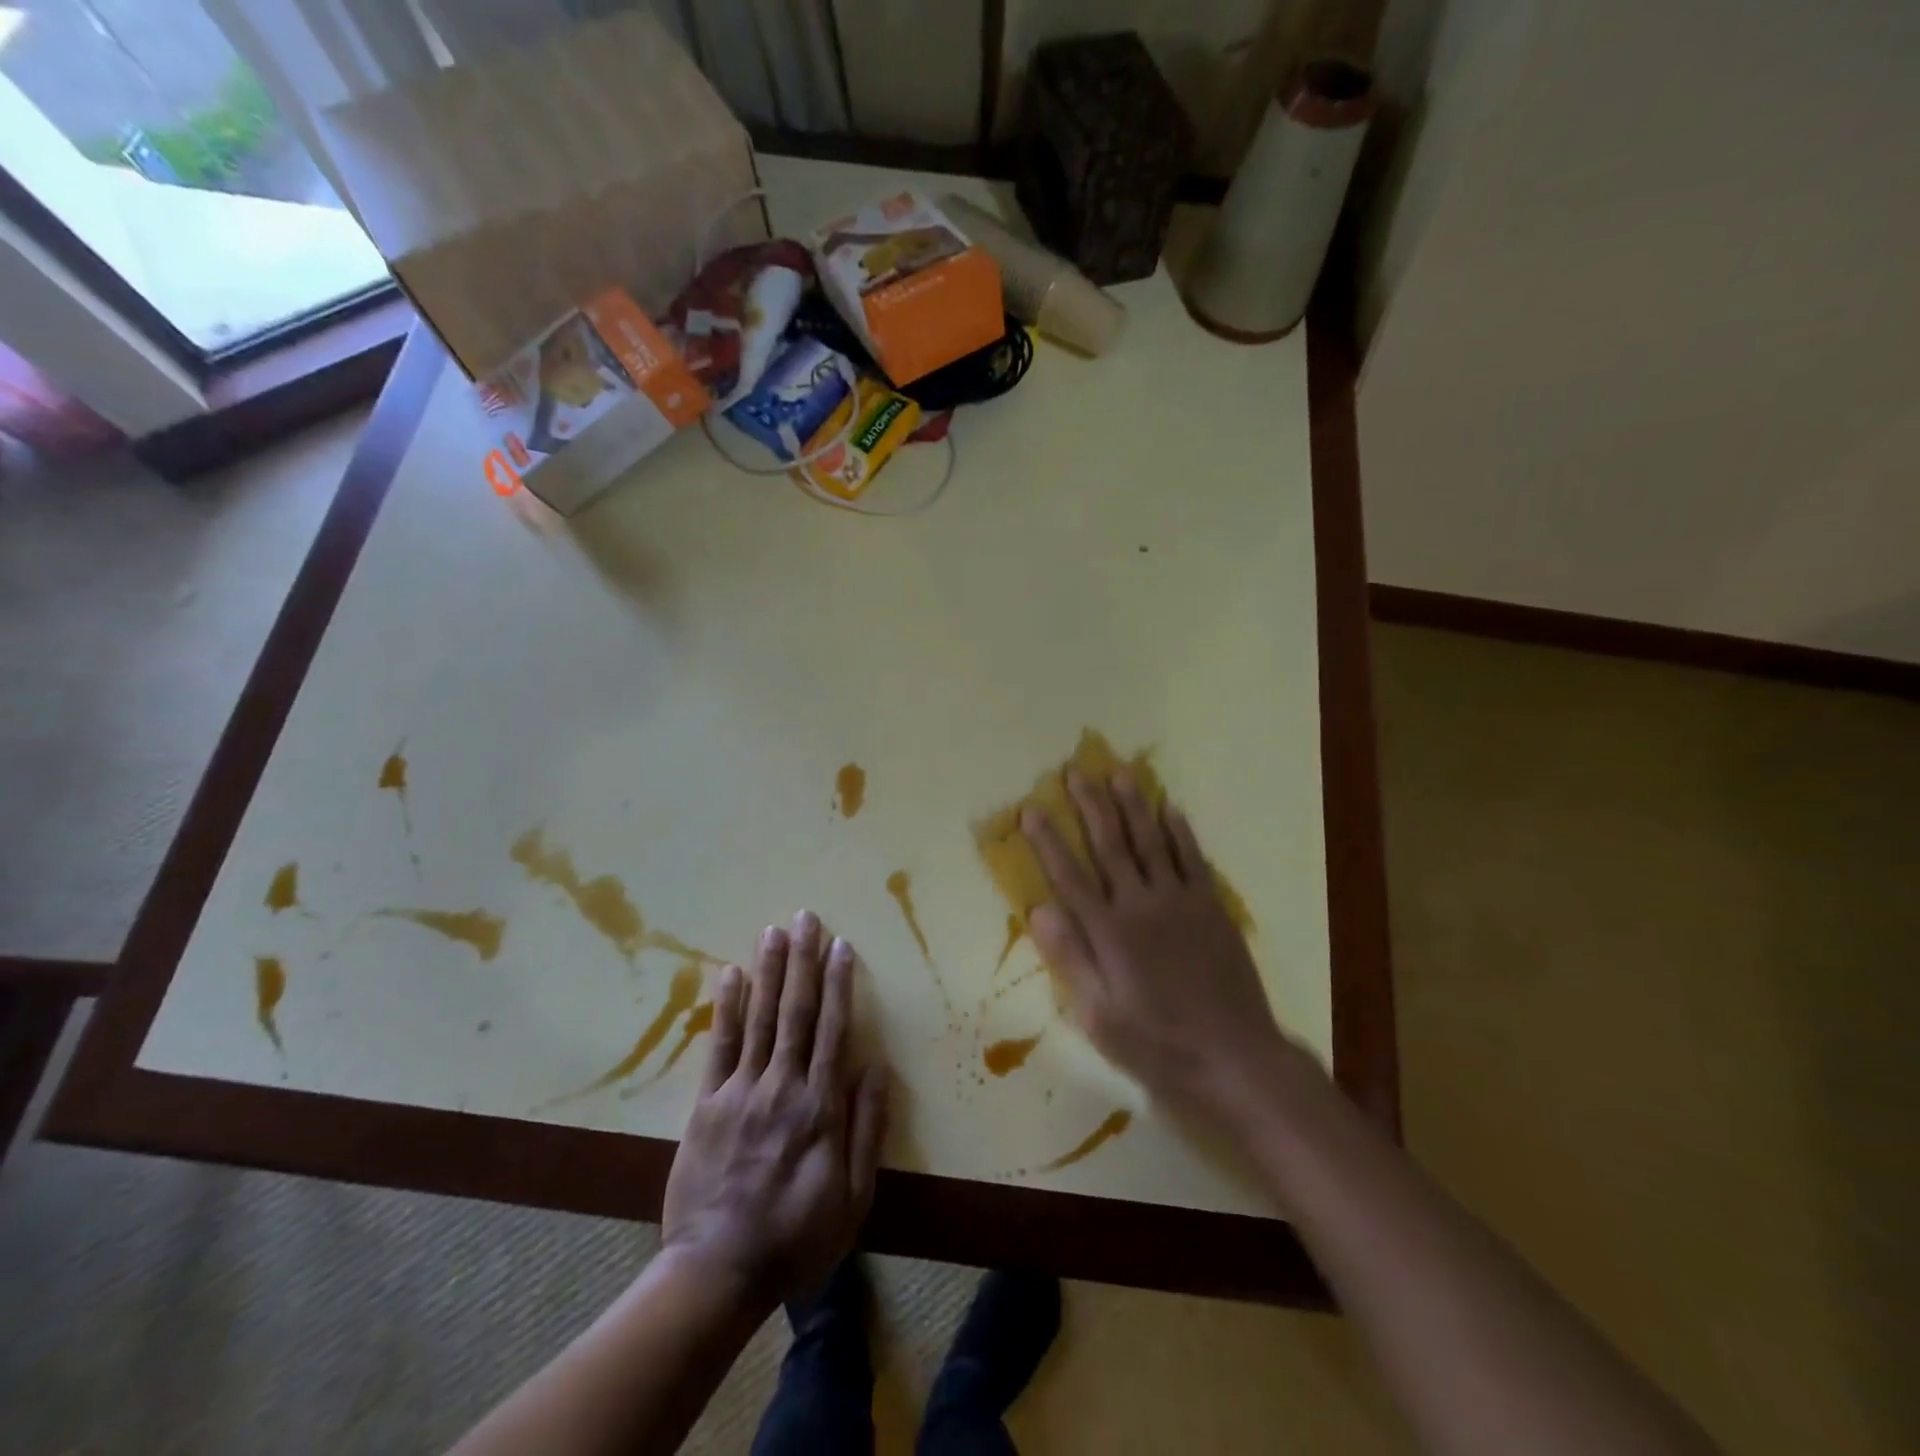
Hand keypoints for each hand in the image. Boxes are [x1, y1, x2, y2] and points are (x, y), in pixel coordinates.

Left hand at [662, 911, 888, 1310]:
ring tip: (773, 930)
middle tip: (806, 917)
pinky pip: (720, 1046)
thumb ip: (867, 1128)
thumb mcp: (853, 1196)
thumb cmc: (797, 1236)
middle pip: (797, 1012)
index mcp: (821, 1106)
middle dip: (803, 961)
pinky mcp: (707, 1104)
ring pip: (761, 1018)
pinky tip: (731, 974)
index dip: (840, 983)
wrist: (718, 1272)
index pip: (834, 1029)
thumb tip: (877, 1066)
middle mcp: (783, 1086)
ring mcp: (741, 1091)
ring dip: (769, 971)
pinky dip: (727, 1008)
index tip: (842, 945)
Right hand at [1021, 771, 1310, 1133]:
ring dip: (1133, 805)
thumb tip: (1038, 908)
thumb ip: (1070, 958)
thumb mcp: (1100, 1016)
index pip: (1069, 876)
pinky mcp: (1210, 906)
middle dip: (1090, 806)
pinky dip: (1179, 831)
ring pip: (1151, 841)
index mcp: (1109, 933)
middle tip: (1076, 771)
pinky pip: (1192, 858)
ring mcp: (1180, 901)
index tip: (1031, 808)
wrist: (1235, 1057)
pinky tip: (1170, 808)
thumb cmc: (1158, 1044)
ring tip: (1119, 773)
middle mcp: (1141, 905)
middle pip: (1110, 845)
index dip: (1048, 841)